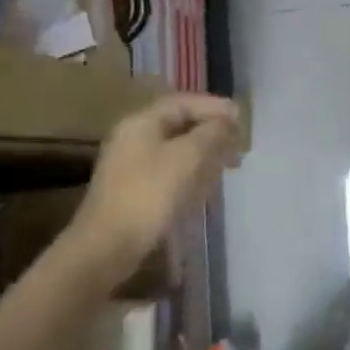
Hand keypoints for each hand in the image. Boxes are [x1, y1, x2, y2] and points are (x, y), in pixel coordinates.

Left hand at [66, 94, 244, 284]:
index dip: (214, 107)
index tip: (240, 118)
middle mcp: (134, 139)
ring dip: (205, 154)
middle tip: (238, 144)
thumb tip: (228, 119)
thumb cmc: (150, 193)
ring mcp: (132, 166)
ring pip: (177, 150)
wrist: (109, 246)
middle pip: (180, 125)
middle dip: (212, 132)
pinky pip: (170, 171)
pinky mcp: (136, 190)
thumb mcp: (188, 156)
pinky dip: (192, 173)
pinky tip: (207, 187)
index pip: (183, 103)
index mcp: (142, 123)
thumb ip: (212, 132)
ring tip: (229, 165)